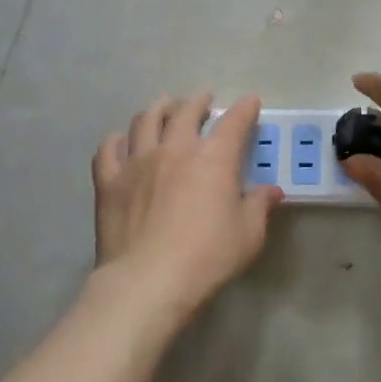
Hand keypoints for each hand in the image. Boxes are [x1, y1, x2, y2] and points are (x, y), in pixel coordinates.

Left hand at [90, 92, 283, 321]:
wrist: (147, 281)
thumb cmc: (206, 257)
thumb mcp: (248, 235)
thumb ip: (259, 207)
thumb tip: (272, 191)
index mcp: (214, 158)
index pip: (234, 122)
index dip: (245, 109)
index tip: (250, 102)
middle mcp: (175, 149)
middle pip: (185, 111)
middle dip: (198, 101)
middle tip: (203, 100)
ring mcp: (137, 161)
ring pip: (145, 120)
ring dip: (158, 109)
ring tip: (164, 108)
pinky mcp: (109, 181)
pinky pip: (109, 149)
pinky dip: (117, 139)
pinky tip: (121, 141)